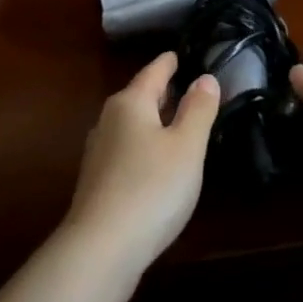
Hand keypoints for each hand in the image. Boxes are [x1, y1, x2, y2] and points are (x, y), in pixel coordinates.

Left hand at [63, 52, 220, 287]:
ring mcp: (99, 153)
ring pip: (131, 124)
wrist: (101, 248)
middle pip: (138, 96)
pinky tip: (157, 161)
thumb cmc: (152, 187)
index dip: (170, 62)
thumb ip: (198, 109)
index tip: (180, 53)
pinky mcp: (97, 182)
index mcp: (130, 103)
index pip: (154, 72)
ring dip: (153, 120)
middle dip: (162, 91)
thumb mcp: (187, 146)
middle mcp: (108, 121)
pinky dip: (144, 145)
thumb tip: (205, 78)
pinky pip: (126, 149)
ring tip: (176, 121)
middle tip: (187, 86)